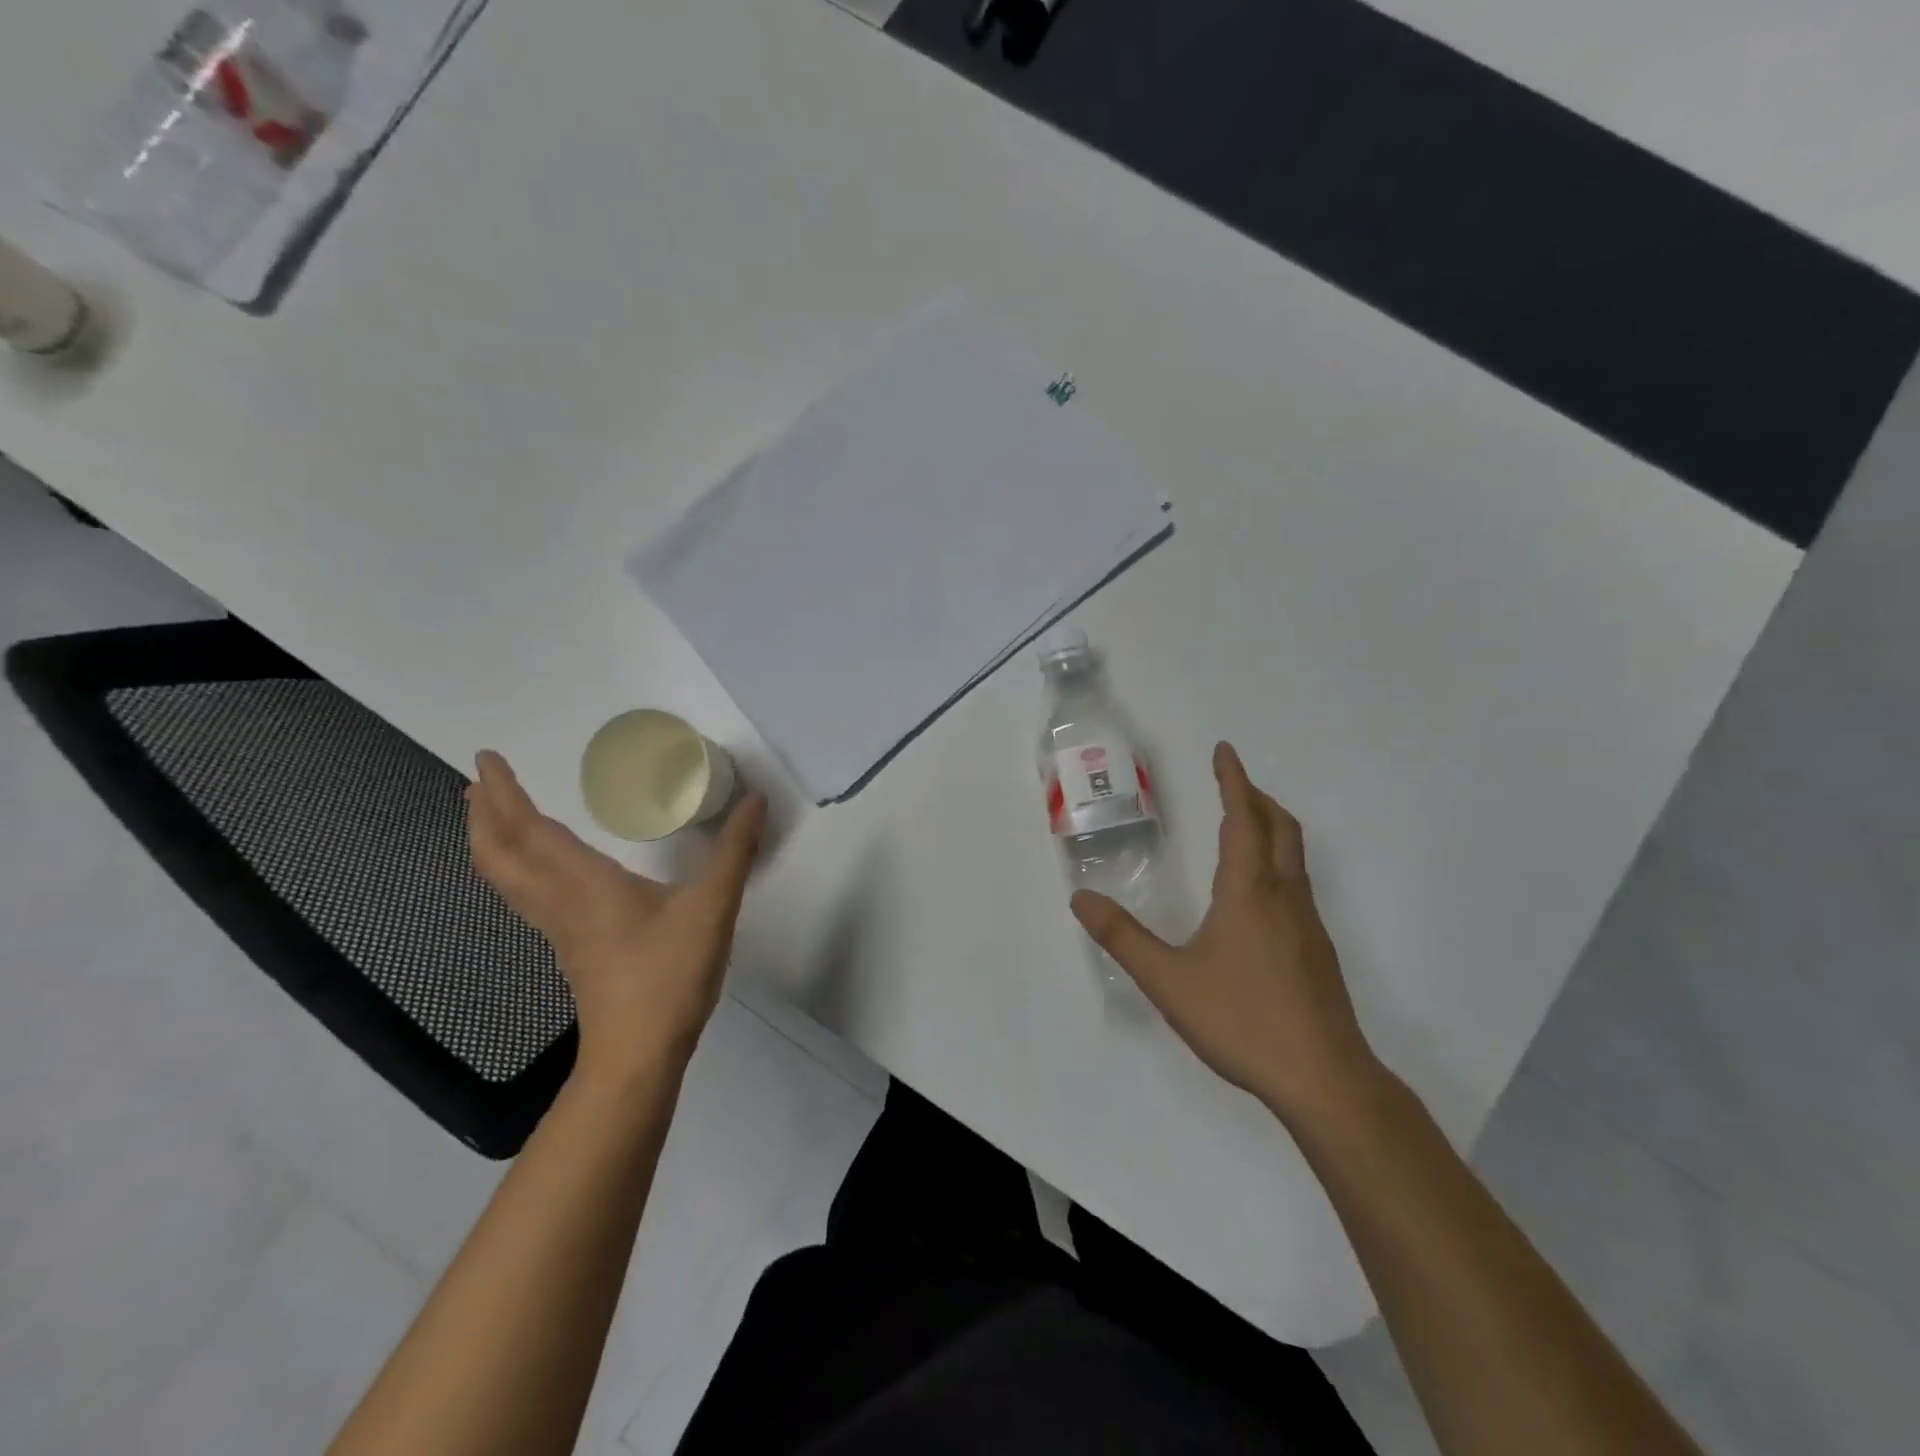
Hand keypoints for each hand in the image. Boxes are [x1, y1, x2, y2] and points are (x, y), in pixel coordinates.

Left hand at [466, 750, 766, 1083]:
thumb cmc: (669, 975)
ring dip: (491, 841)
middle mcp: (560, 901)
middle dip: (482, 815)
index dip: (504, 794)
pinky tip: (541, 868)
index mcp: (584, 883)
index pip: (529, 830)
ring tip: (494, 815)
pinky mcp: (571, 948)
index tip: (486, 758)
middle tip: (478, 779)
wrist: (638, 1054)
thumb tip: (756, 799)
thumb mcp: (713, 907)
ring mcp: (560, 928)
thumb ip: (735, 852)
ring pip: (506, 879)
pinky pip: (526, 896)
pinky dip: (515, 867)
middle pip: (499, 855)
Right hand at [1072, 742, 1382, 1128]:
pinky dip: (1277, 863)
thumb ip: (1123, 937)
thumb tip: (1081, 899)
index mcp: (1250, 892)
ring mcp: (1309, 926)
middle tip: (1232, 784)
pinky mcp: (1318, 952)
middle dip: (1257, 798)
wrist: (1324, 1079)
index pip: (1244, 819)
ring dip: (1271, 828)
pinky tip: (1259, 896)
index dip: (1234, 781)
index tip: (1224, 751)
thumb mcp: (1169, 980)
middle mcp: (1285, 897)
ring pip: (1295, 857)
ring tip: (1244, 828)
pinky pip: (1298, 885)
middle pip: (1281, 828)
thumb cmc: (1243, 1020)